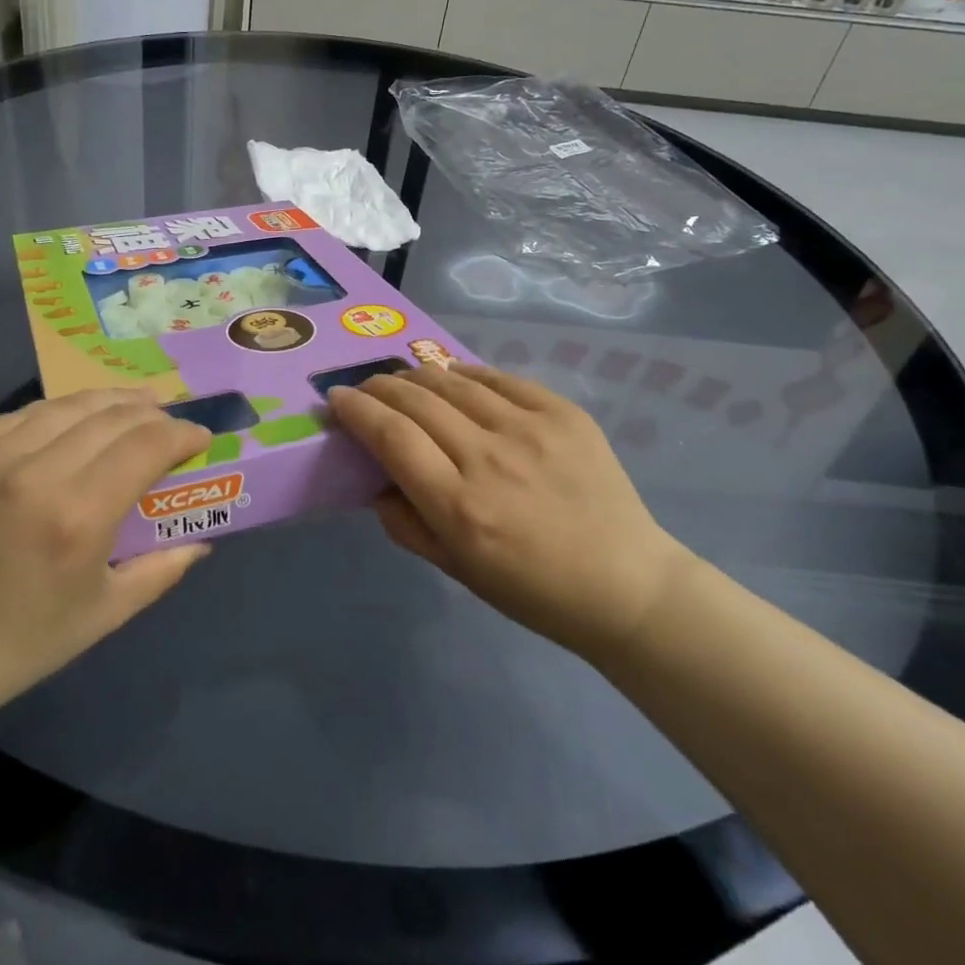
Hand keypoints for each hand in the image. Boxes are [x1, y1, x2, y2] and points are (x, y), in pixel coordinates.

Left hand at [0, 390, 211, 726]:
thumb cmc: (24, 642)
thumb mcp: (106, 613)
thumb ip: (163, 569)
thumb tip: (203, 538)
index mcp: (77, 517)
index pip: (146, 444)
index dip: (182, 434)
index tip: (199, 437)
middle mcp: (35, 473)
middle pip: (112, 415)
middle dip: (152, 413)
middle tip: (169, 423)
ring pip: (68, 404)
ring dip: (109, 402)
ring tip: (132, 407)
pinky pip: (23, 415)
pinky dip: (60, 413)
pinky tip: (74, 422)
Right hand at [327, 364, 690, 660]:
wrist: (627, 584)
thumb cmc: (532, 590)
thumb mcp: (455, 570)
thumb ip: (404, 523)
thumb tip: (375, 478)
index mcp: (459, 507)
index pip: (391, 436)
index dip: (357, 409)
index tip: (337, 398)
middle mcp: (489, 458)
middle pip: (416, 399)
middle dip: (379, 386)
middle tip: (366, 388)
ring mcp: (531, 429)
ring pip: (453, 380)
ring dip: (417, 375)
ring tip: (404, 381)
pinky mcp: (564, 413)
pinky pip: (499, 378)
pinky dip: (466, 374)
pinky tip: (454, 379)